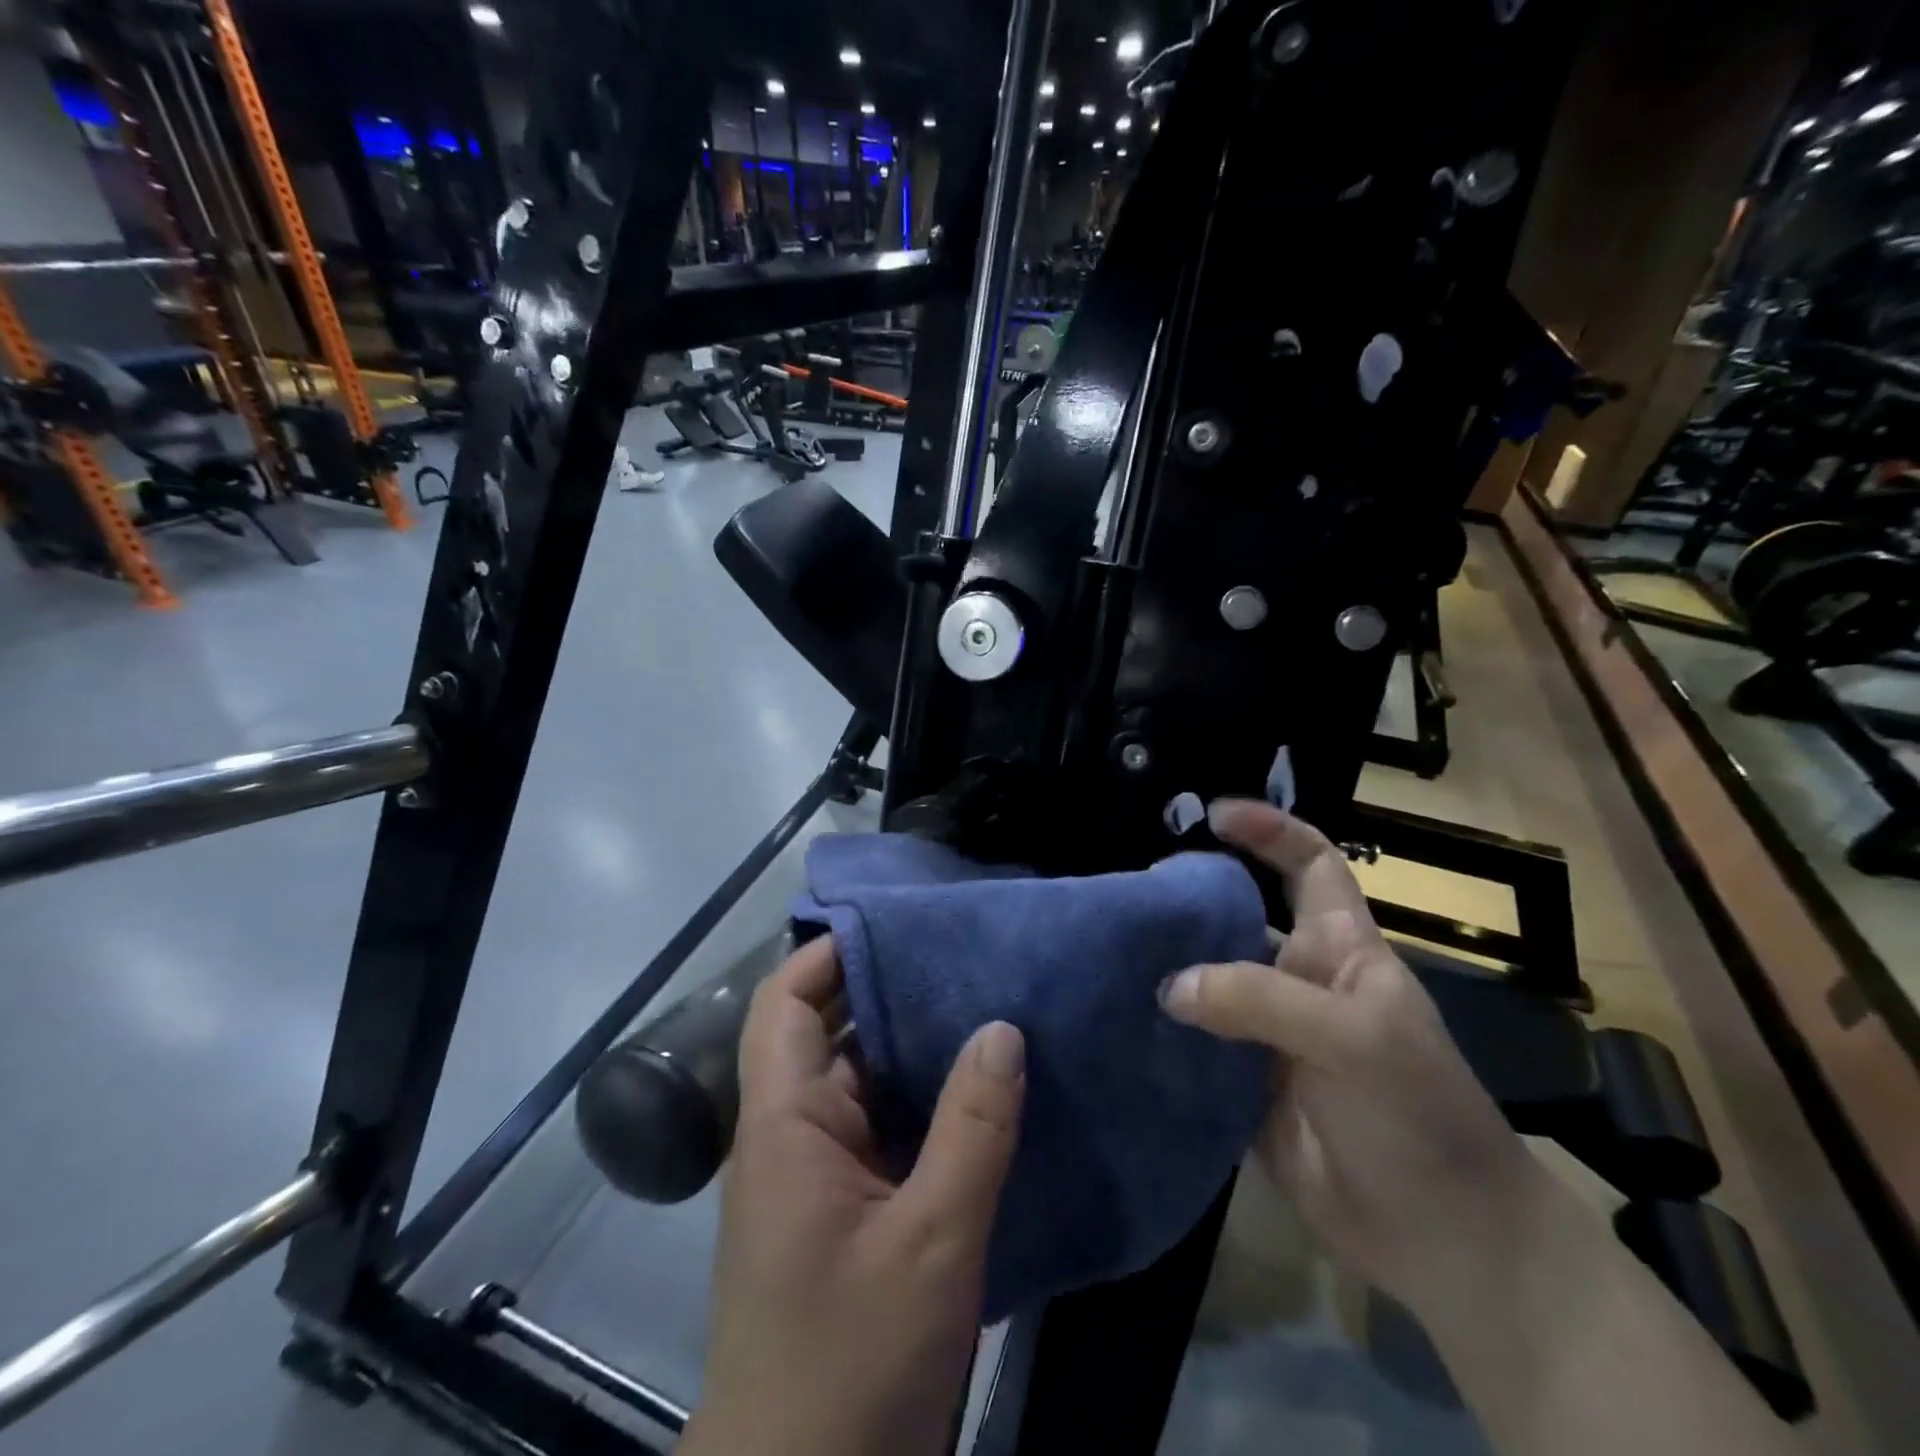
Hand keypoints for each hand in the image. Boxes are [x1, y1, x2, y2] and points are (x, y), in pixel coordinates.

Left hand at [682, 937, 1026, 1455]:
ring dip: (918, 1047)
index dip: (828, 954)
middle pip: (833, 1034)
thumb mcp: (930, 1241)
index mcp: (785, 1124)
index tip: (897, 922)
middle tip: (964, 952)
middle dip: (891, 990)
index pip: (784, 1004)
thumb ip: (971, 1130)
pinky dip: (929, 1102)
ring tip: (987, 1000)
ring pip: (867, 1083)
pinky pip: (887, 1130)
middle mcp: (795, 1135)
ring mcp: (822, 1175)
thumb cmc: (851, 1364)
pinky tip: (985, 1088)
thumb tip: (1003, 1028)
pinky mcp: (850, 1211)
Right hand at [1158, 799, 1544, 1317]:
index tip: (1214, 814)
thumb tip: (1171, 984)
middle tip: (1131, 892)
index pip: (1310, 865)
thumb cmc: (1418, 1116)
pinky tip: (1118, 1019)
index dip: (1270, 830)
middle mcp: (1299, 981)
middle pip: (1240, 919)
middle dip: (1193, 898)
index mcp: (1340, 950)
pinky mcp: (1242, 1084)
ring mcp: (1268, 1034)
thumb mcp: (1357, 1039)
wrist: (1441, 1241)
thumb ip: (1261, 1000)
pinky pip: (1194, 1043)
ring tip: (1110, 950)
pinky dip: (1161, 1031)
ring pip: (1209, 981)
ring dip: (1168, 966)